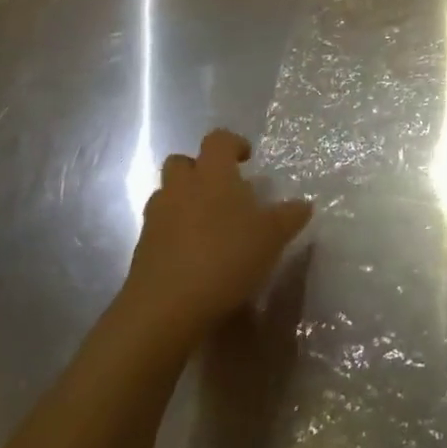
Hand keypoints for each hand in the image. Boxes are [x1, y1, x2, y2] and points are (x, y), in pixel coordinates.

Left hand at [124, 130, 312, 338]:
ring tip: (210, 225)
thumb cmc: (226, 258)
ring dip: (185, 200)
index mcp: (212, 174)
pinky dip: (175, 232)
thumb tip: (304, 204)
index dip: (233, 143)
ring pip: (168, 194)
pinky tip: (194, 255)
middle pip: (183, 161)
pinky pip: (160, 227)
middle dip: (200, 169)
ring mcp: (157, 217)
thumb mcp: (272, 237)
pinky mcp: (143, 247)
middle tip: (223, 190)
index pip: (218, 140)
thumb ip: (289, 217)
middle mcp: (181, 187)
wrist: (167, 307)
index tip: (247, 158)